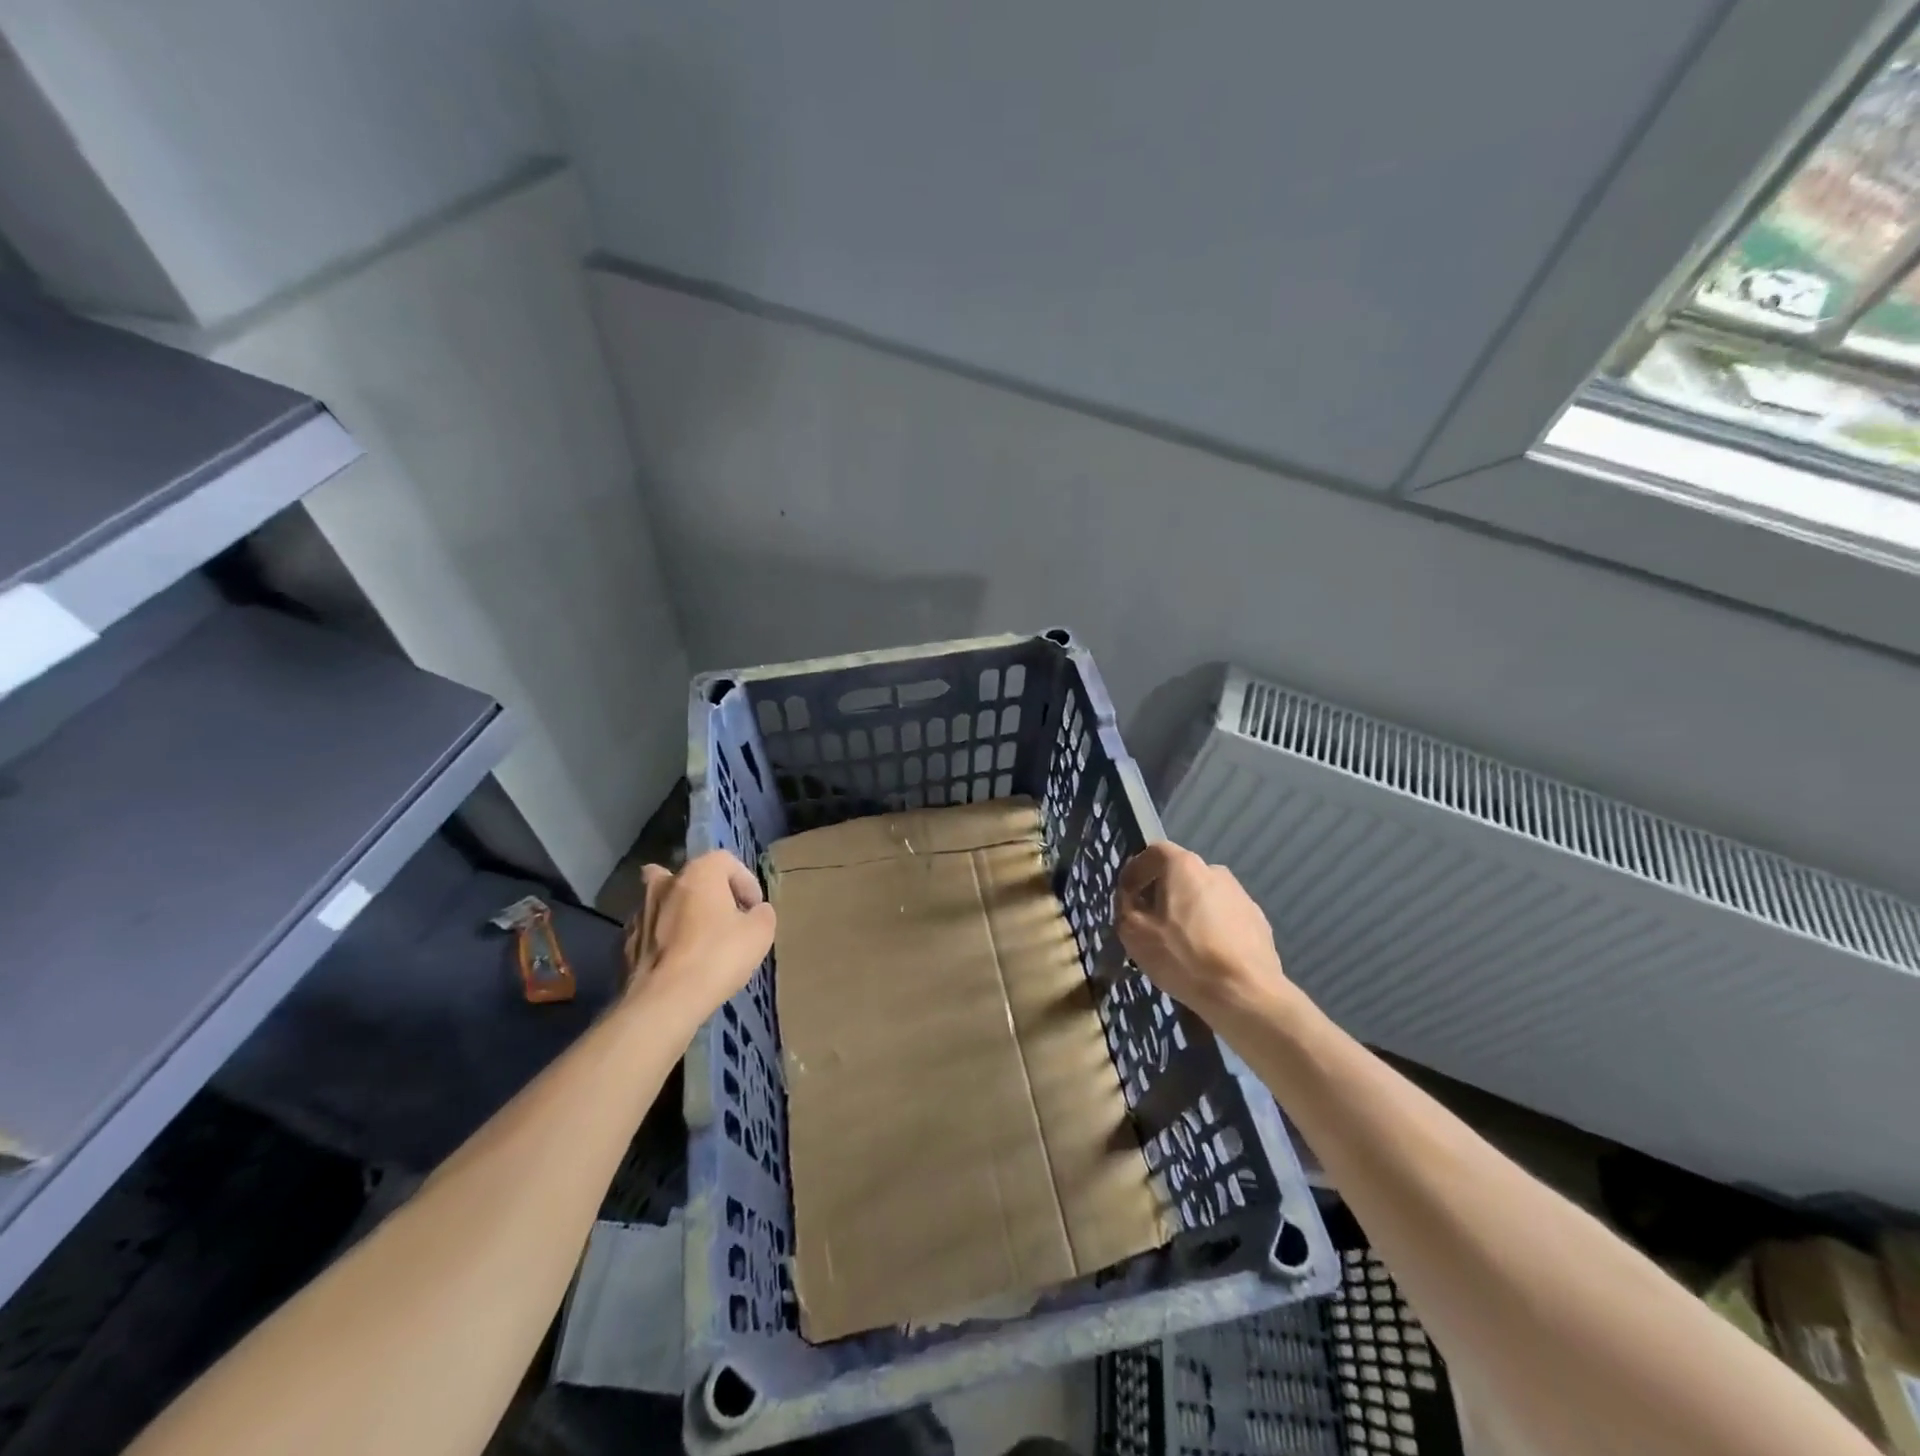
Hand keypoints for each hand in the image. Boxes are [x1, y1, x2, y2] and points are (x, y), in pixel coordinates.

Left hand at [624, 851, 775, 1018]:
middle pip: (690, 878)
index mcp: (698, 872)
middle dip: (707, 893)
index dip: (746, 883)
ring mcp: (639, 912)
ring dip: (681, 915)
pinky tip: (677, 962)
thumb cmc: (718, 956)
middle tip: (722, 918)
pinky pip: (651, 932)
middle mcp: (665, 884)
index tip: (754, 909)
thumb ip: (762, 913)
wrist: (664, 1001)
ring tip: (699, 942)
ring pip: (665, 904)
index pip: (727, 862)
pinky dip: (664, 940)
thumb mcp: (760, 933)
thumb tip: (755, 912)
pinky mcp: (625, 943)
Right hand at [1115, 841, 1286, 1015]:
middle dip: (1162, 894)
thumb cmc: (1182, 955)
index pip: (1153, 852)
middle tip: (1150, 922)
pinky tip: (1206, 956)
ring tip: (1180, 944)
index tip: (1126, 894)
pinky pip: (1225, 918)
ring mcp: (1241, 896)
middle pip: (1180, 875)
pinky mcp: (1259, 922)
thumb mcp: (1133, 932)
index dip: (1135, 870)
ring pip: (1204, 897)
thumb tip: (1132, 899)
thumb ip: (1126, 907)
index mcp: (1184, 866)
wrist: (1243, 993)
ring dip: (1188, 912)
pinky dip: (1211, 929)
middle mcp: (1215, 871)